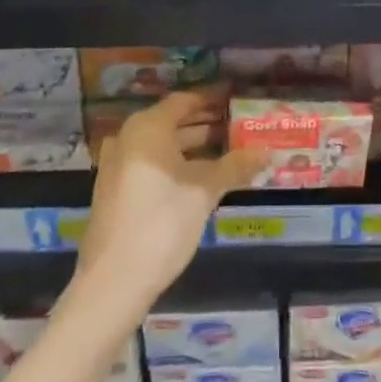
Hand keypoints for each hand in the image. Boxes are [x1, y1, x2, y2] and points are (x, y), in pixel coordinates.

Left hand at [74, 85, 265, 309]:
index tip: (236, 100)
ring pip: (162, 145)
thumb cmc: (162, 223)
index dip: (212, 100)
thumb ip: (235, 166)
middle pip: (172, 121)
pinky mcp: (115, 190)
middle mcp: (128, 138)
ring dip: (193, 146)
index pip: (185, 101)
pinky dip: (176, 163)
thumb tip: (267, 151)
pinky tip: (201, 177)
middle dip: (206, 124)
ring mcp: (118, 165)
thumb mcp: (205, 191)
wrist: (113, 281)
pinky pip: (151, 164)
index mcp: (147, 128)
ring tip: (228, 151)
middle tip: (238, 126)